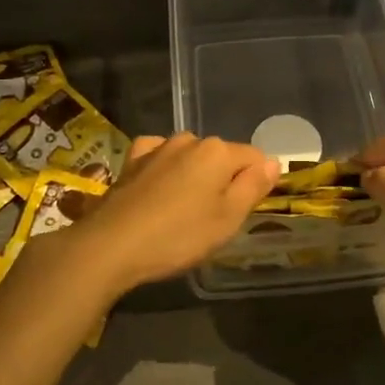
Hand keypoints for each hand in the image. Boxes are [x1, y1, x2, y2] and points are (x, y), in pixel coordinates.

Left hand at [48, 134, 277, 294]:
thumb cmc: (178, 235)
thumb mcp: (227, 219)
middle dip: (224, 180)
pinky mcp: (132, 160)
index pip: (255, 158)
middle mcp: (189, 140)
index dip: (257, 183)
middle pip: (221, 156)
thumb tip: (273, 162)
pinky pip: (160, 157)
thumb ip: (253, 187)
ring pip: (190, 157)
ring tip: (183, 210)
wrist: (111, 244)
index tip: (245, 211)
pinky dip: (165, 169)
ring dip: (193, 176)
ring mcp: (157, 147)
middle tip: (213, 219)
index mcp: (217, 151)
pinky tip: (159, 188)